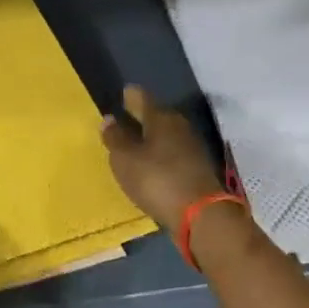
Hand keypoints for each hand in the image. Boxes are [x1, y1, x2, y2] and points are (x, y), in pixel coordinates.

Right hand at [100, 84, 225, 231]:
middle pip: (158, 116)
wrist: (200, 214)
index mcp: (161, 118)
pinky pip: (173, 154)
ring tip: (135, 144)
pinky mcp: (197, 169)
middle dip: (142, 117)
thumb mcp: (125, 160)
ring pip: (167, 136)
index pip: (143, 98)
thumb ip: (115, 138)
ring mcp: (192, 148)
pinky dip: (161, 156)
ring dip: (152, 139)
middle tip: (125, 119)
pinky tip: (152, 165)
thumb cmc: (156, 180)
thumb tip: (109, 119)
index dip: (131, 96)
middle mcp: (180, 127)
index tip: (124, 93)